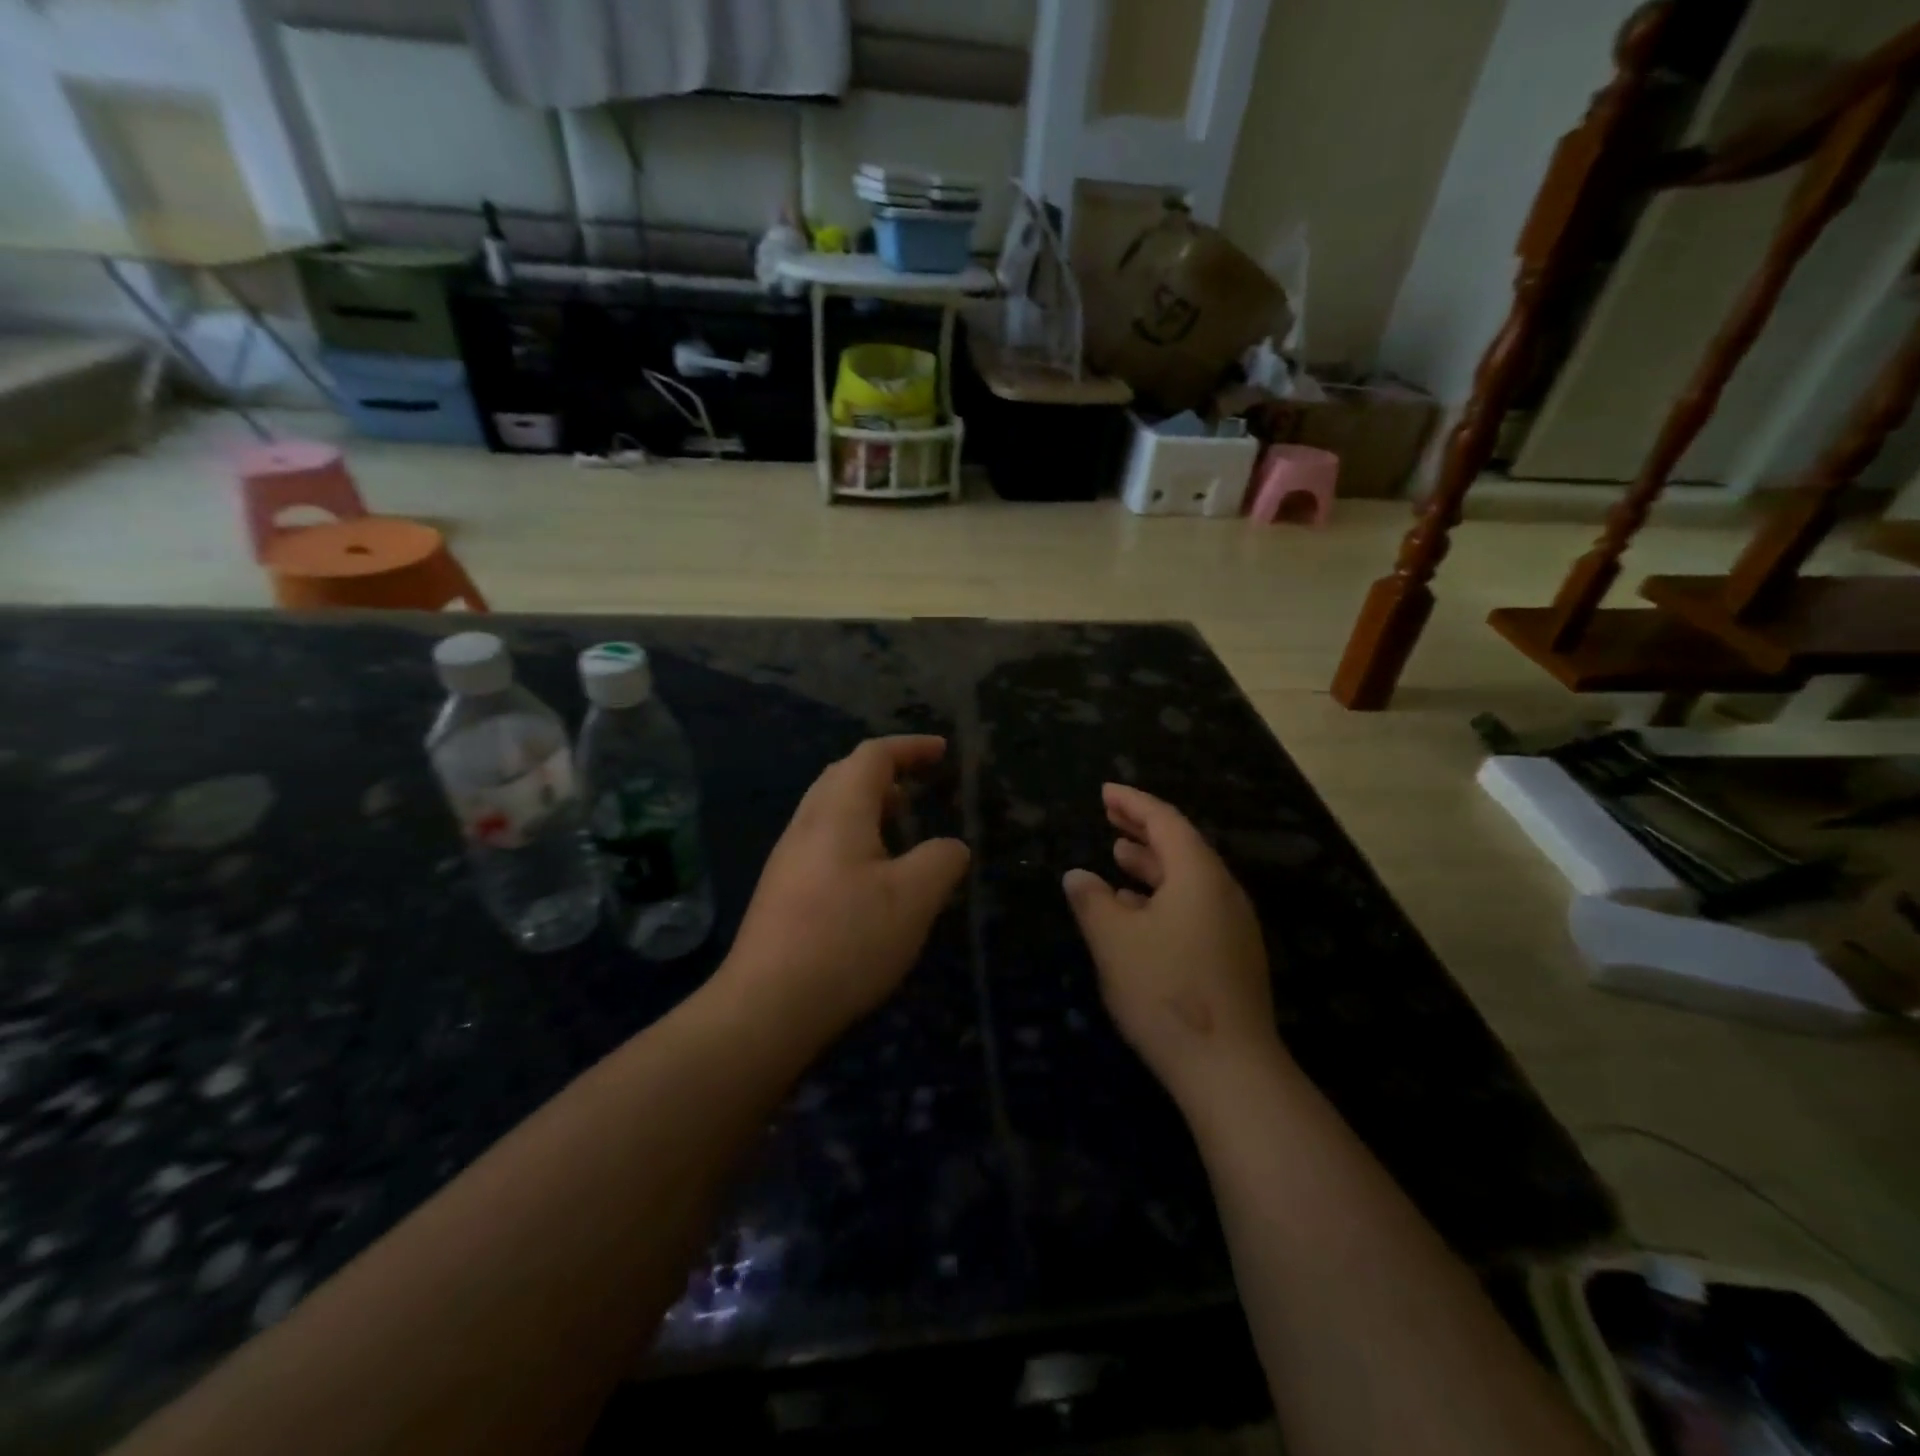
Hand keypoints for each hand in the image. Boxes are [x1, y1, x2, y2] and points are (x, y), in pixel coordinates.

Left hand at [722, 736, 969, 1043]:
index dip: (909, 747)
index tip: (941, 751)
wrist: (767, 1006)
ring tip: (900, 825)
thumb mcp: (914, 898)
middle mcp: (807, 824)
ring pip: (830, 809)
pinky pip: (822, 840)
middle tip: (920, 784)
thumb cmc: (847, 940)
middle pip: (844, 775)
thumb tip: (950, 847)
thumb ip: (941, 861)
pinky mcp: (781, 890)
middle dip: (886, 771)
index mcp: (838, 812)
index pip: (873, 756)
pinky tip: (871, 874)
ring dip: (868, 805)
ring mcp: (788, 858)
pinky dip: (854, 835)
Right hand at [1063, 784, 1284, 1106]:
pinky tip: (1138, 912)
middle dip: (1143, 829)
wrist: (1229, 1068)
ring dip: (1152, 864)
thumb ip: (1092, 901)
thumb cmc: (1165, 990)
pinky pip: (1194, 906)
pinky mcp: (1232, 956)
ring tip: (1118, 857)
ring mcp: (1232, 925)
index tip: (1105, 792)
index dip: (1133, 802)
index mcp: (1198, 875)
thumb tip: (1078, 875)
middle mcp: (1222, 892)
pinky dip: (1163, 896)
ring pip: (1189, 879)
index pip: (1165, 821)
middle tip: (1110, 816)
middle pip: (1182, 846)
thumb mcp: (1114, 940)